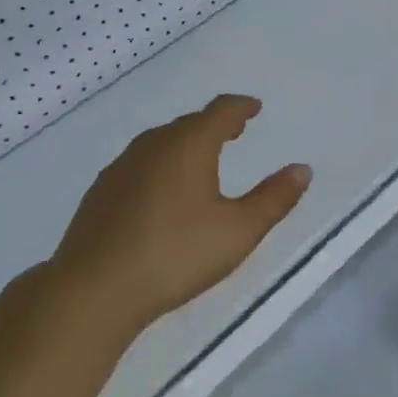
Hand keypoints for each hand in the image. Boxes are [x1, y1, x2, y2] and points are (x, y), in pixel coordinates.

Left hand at [52, 95, 312, 330]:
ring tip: (201, 158)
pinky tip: (161, 190)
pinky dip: (160, 164)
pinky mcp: (101, 191)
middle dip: (215, 124)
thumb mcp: (238, 231)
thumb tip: (302, 169)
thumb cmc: (175, 254)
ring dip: (185, 143)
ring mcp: (122, 166)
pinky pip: (140, 163)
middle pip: (190, 123)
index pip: (221, 111)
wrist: (94, 289)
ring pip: (161, 142)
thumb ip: (274, 199)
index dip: (241, 107)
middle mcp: (154, 144)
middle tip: (234, 131)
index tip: (254, 108)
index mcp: (190, 144)